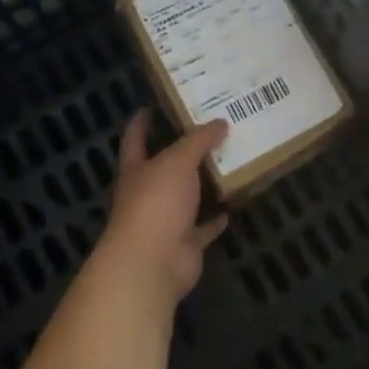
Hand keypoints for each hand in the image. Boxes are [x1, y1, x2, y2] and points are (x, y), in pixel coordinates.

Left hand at [93, 111, 228, 309]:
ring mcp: (165, 220)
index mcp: (137, 170)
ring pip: (187, 197)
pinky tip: (233, 204)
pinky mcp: (184, 244)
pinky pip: (203, 227)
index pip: (135, 139)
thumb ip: (198, 140)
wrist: (152, 263)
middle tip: (211, 129)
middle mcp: (147, 193)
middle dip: (184, 151)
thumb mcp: (177, 161)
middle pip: (165, 167)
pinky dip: (215, 219)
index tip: (151, 105)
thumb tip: (220, 122)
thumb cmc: (156, 203)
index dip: (141, 122)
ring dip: (204, 184)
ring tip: (228, 161)